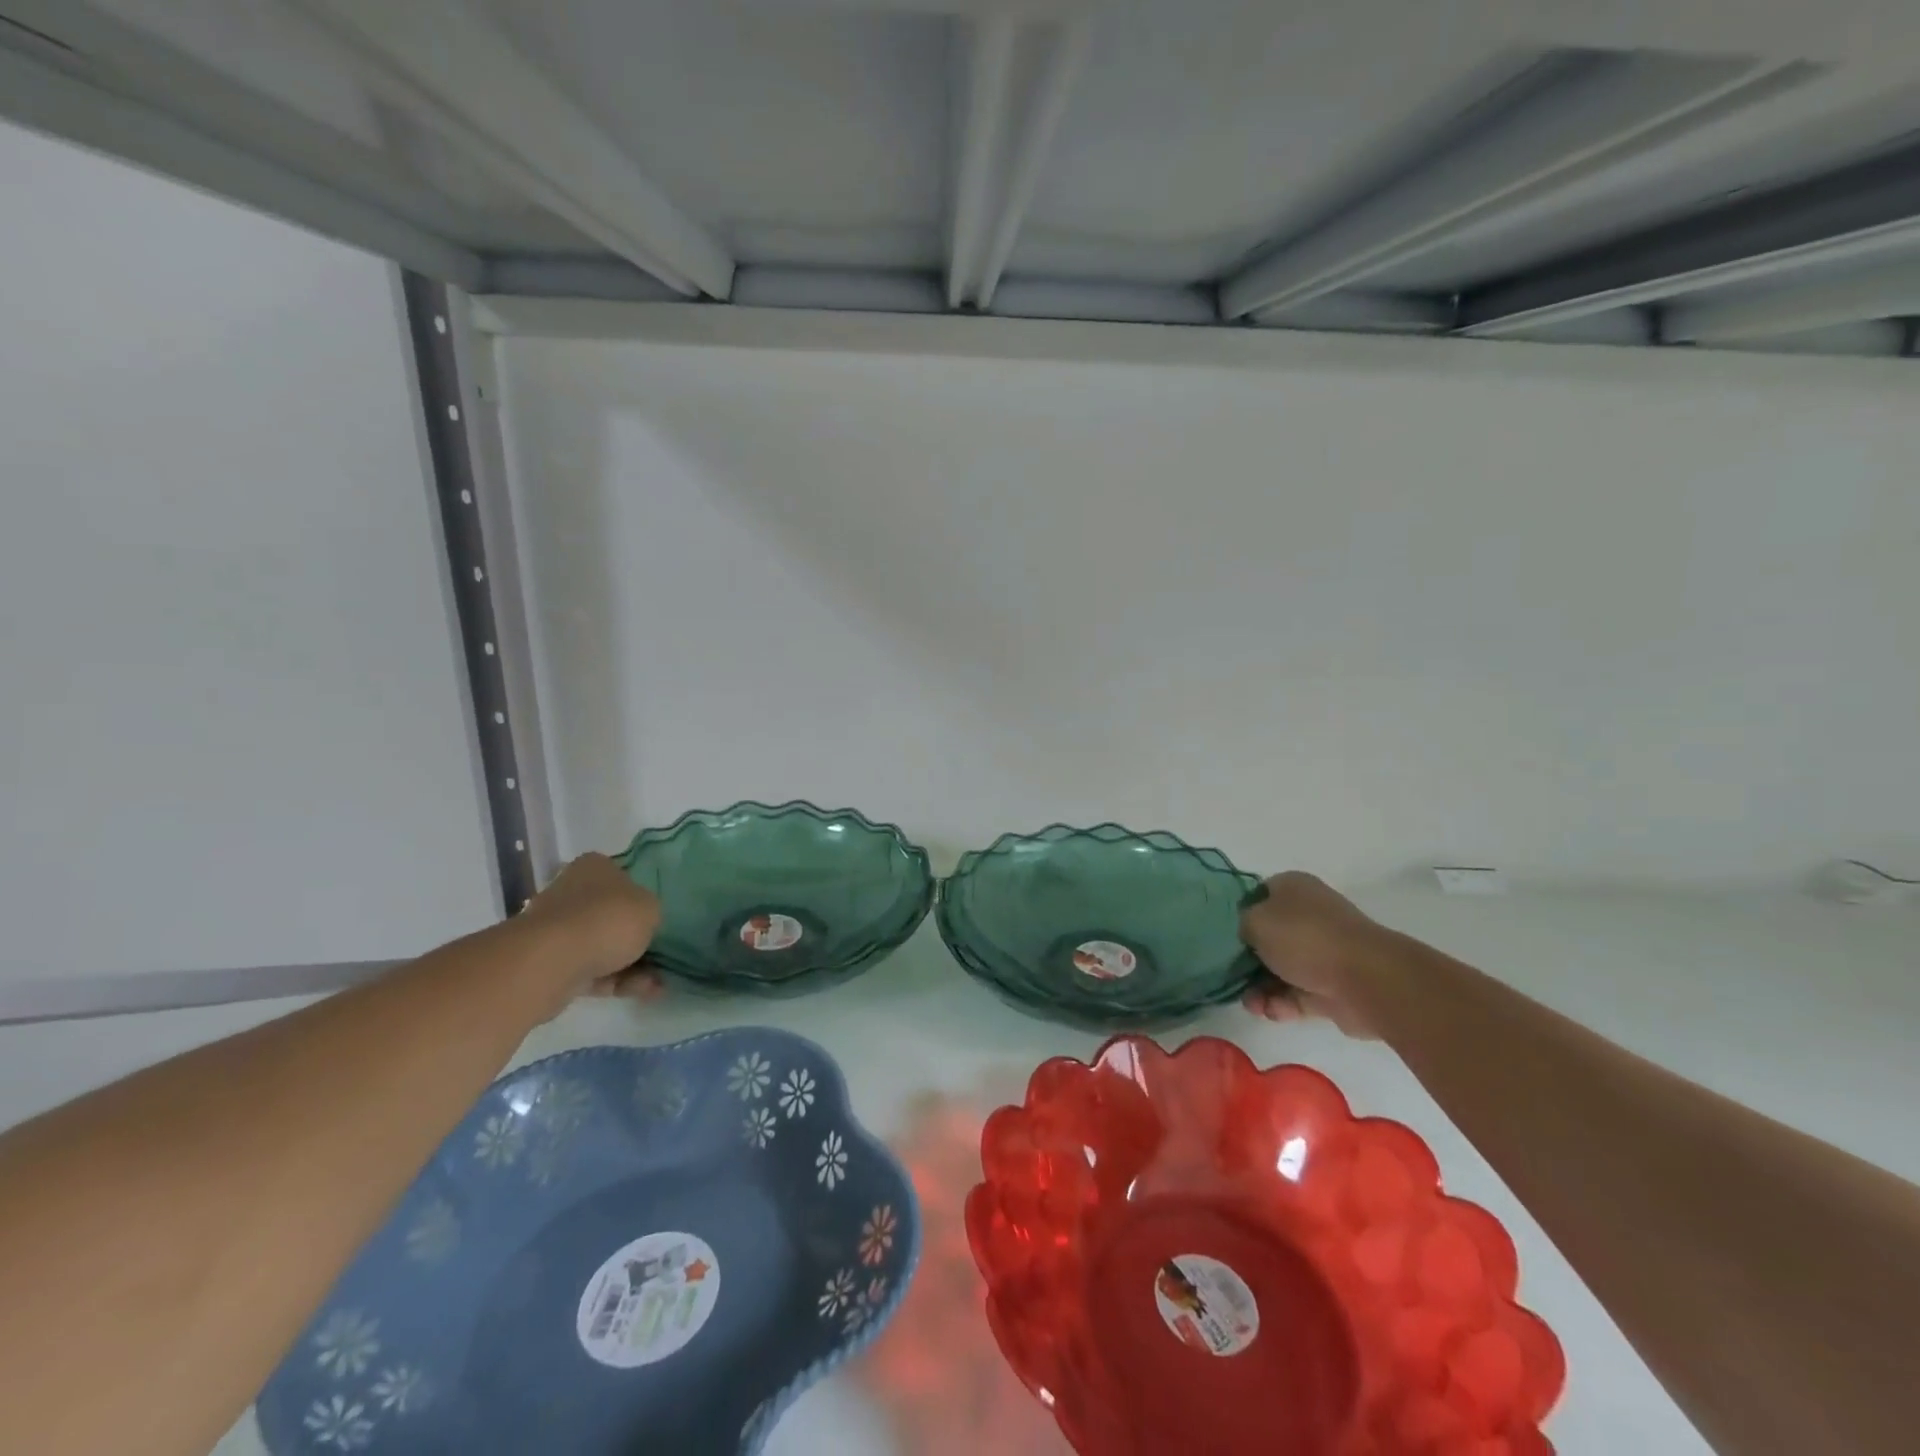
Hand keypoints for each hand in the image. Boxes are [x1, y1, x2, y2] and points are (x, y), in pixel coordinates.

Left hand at [520, 852, 663, 1003]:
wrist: (553, 961)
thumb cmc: (608, 919)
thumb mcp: (651, 908)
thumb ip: (651, 912)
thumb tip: (642, 921)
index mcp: (595, 867)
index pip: (623, 877)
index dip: (642, 899)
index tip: (657, 920)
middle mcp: (572, 892)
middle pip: (612, 915)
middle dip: (637, 939)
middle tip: (662, 956)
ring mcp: (558, 929)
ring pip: (603, 946)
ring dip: (632, 966)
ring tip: (658, 985)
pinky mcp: (550, 963)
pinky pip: (592, 971)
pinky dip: (616, 982)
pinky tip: (643, 992)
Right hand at [1238, 872, 1393, 1038]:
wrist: (1367, 980)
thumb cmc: (1305, 938)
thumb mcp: (1255, 920)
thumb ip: (1241, 924)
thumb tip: (1247, 933)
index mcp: (1293, 888)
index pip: (1257, 896)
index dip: (1238, 915)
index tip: (1225, 936)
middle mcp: (1309, 915)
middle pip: (1267, 937)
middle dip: (1247, 961)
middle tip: (1232, 976)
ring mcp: (1323, 951)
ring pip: (1280, 969)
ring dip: (1261, 988)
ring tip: (1253, 1004)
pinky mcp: (1332, 985)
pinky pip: (1297, 994)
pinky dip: (1282, 1004)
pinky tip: (1273, 1012)